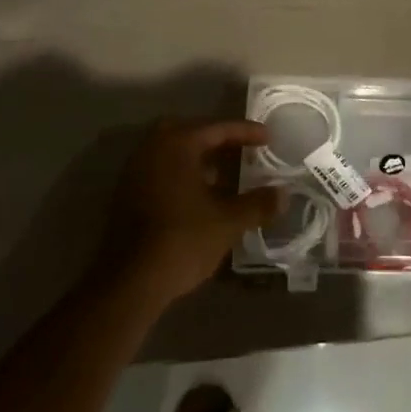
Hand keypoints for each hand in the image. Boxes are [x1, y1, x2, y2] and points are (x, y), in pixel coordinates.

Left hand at [103, 119, 284, 305]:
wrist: (128, 284)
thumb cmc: (181, 240)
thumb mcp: (228, 222)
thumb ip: (258, 204)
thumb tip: (284, 194)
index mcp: (177, 144)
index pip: (218, 128)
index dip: (246, 132)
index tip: (268, 138)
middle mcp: (152, 149)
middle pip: (190, 133)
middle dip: (217, 140)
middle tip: (241, 150)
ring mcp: (135, 172)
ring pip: (173, 153)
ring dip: (199, 159)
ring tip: (224, 174)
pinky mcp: (126, 196)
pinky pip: (161, 171)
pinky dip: (182, 175)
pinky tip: (199, 196)